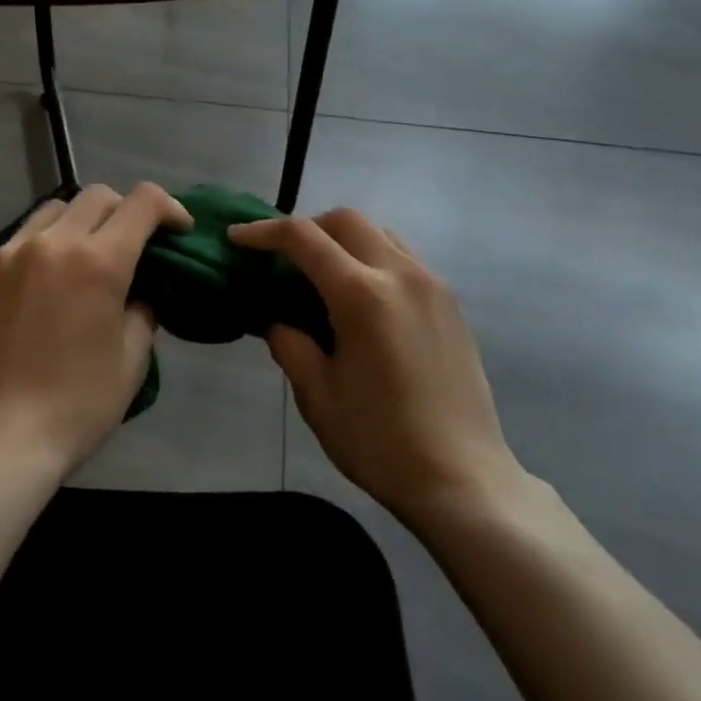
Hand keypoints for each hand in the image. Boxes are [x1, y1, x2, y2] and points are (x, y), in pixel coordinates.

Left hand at [0, 182, 191, 474]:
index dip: (169, 208)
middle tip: (133, 245)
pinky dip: (41, 250)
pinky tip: (41, 289)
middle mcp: (52, 243)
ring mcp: (8, 255)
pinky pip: (18, 243)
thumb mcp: (131, 361)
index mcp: (98, 261)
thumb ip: (143, 311)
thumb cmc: (76, 405)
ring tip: (83, 259)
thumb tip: (139, 293)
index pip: (142, 202)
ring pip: (53, 211)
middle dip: (125, 211)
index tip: (177, 230)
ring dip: (79, 223)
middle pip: (97, 196)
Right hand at [229, 208, 526, 527]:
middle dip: (307, 227)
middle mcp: (401, 274)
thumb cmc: (381, 442)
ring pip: (380, 233)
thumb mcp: (318, 396)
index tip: (237, 238)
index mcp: (362, 295)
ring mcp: (432, 285)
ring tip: (323, 275)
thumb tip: (278, 321)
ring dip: (344, 239)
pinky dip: (373, 258)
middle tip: (282, 258)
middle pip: (346, 220)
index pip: (303, 238)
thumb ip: (290, 345)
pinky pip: (404, 258)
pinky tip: (363, 298)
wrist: (464, 479)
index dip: (263, 231)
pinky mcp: (451, 303)